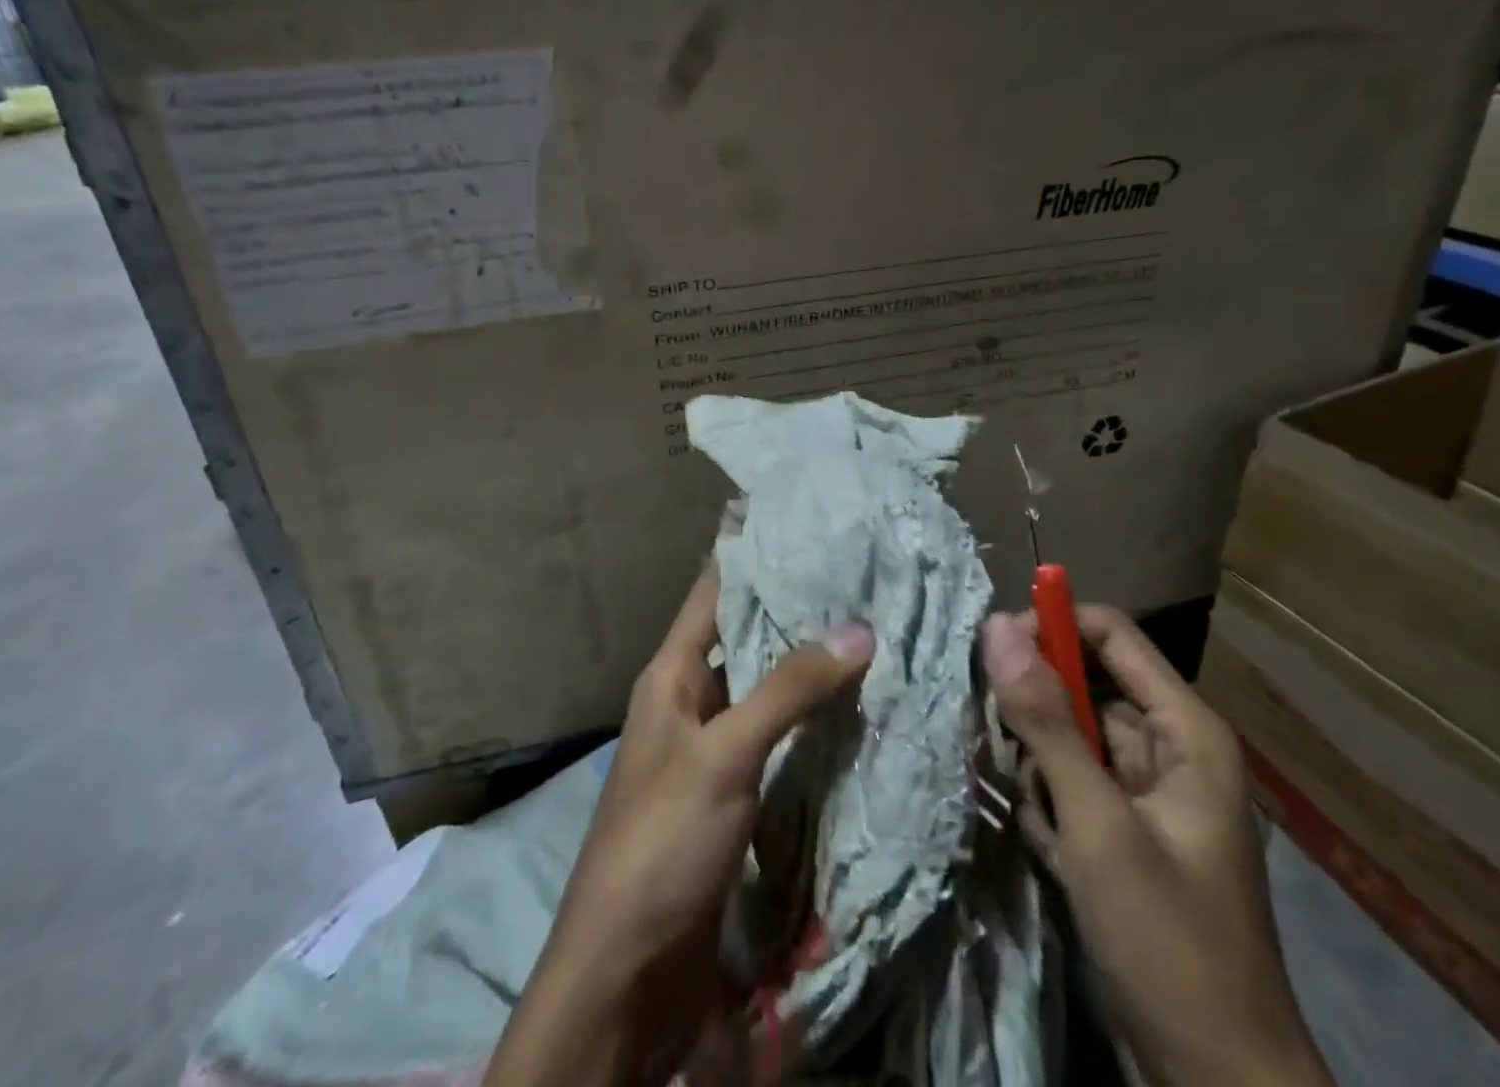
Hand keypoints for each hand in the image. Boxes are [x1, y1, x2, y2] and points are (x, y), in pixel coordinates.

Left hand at [484, 565, 875, 1086]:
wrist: (627, 976)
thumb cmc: (662, 841)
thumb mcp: (723, 755)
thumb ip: (788, 690)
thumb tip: (858, 628)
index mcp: (671, 674)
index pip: (713, 591)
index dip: (753, 554)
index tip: (806, 523)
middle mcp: (691, 700)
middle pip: (746, 637)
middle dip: (797, 611)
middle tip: (862, 578)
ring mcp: (714, 748)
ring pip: (767, 688)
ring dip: (809, 667)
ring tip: (873, 630)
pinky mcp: (735, 793)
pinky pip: (778, 738)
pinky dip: (811, 721)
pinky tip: (857, 708)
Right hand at [981, 606, 1333, 1086]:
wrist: (1217, 1085)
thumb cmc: (1168, 941)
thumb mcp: (1098, 824)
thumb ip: (1046, 721)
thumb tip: (997, 627)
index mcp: (1185, 732)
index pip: (1111, 634)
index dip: (1052, 627)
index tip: (993, 651)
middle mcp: (1169, 750)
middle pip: (1085, 686)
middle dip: (1038, 710)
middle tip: (1004, 742)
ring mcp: (1147, 795)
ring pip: (1071, 738)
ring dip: (1040, 767)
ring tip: (1041, 816)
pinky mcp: (1126, 834)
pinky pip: (1073, 785)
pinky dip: (1051, 806)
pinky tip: (1053, 851)